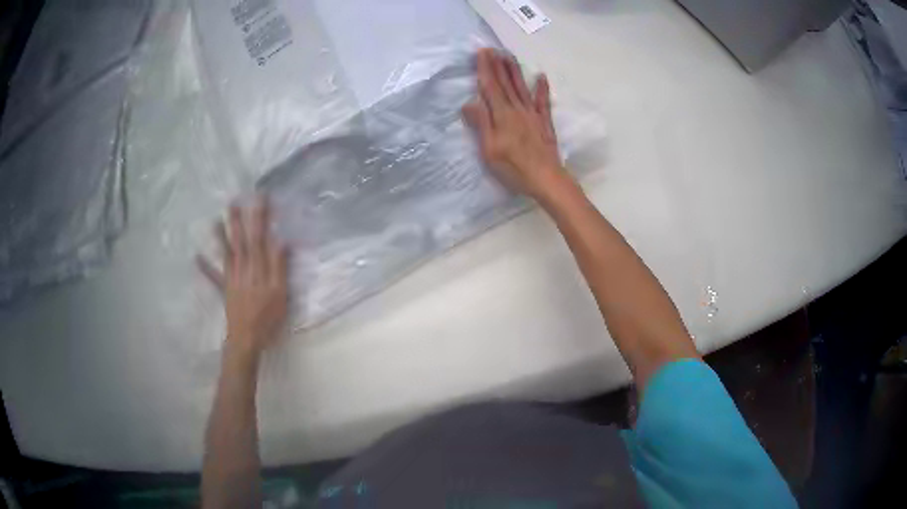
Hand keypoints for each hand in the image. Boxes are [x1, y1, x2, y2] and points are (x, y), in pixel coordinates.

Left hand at [197, 197, 288, 356]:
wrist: (246, 339)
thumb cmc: (267, 318)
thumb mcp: (280, 293)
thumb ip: (279, 267)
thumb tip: (281, 241)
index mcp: (258, 268)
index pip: (259, 237)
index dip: (260, 217)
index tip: (261, 198)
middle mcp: (243, 268)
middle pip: (240, 240)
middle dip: (238, 220)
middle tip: (233, 200)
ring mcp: (231, 279)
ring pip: (226, 253)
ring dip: (220, 237)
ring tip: (215, 221)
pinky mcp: (225, 290)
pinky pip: (213, 277)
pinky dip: (204, 267)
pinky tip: (196, 258)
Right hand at [463, 48, 568, 199]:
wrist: (547, 179)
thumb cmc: (514, 168)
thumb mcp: (490, 150)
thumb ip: (481, 124)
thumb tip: (469, 102)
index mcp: (502, 115)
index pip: (491, 87)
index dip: (485, 69)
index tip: (481, 53)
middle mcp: (517, 110)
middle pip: (506, 83)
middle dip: (498, 65)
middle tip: (492, 48)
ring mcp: (533, 115)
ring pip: (522, 88)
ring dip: (514, 71)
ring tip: (509, 56)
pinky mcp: (544, 123)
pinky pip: (543, 101)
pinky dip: (542, 88)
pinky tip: (541, 76)